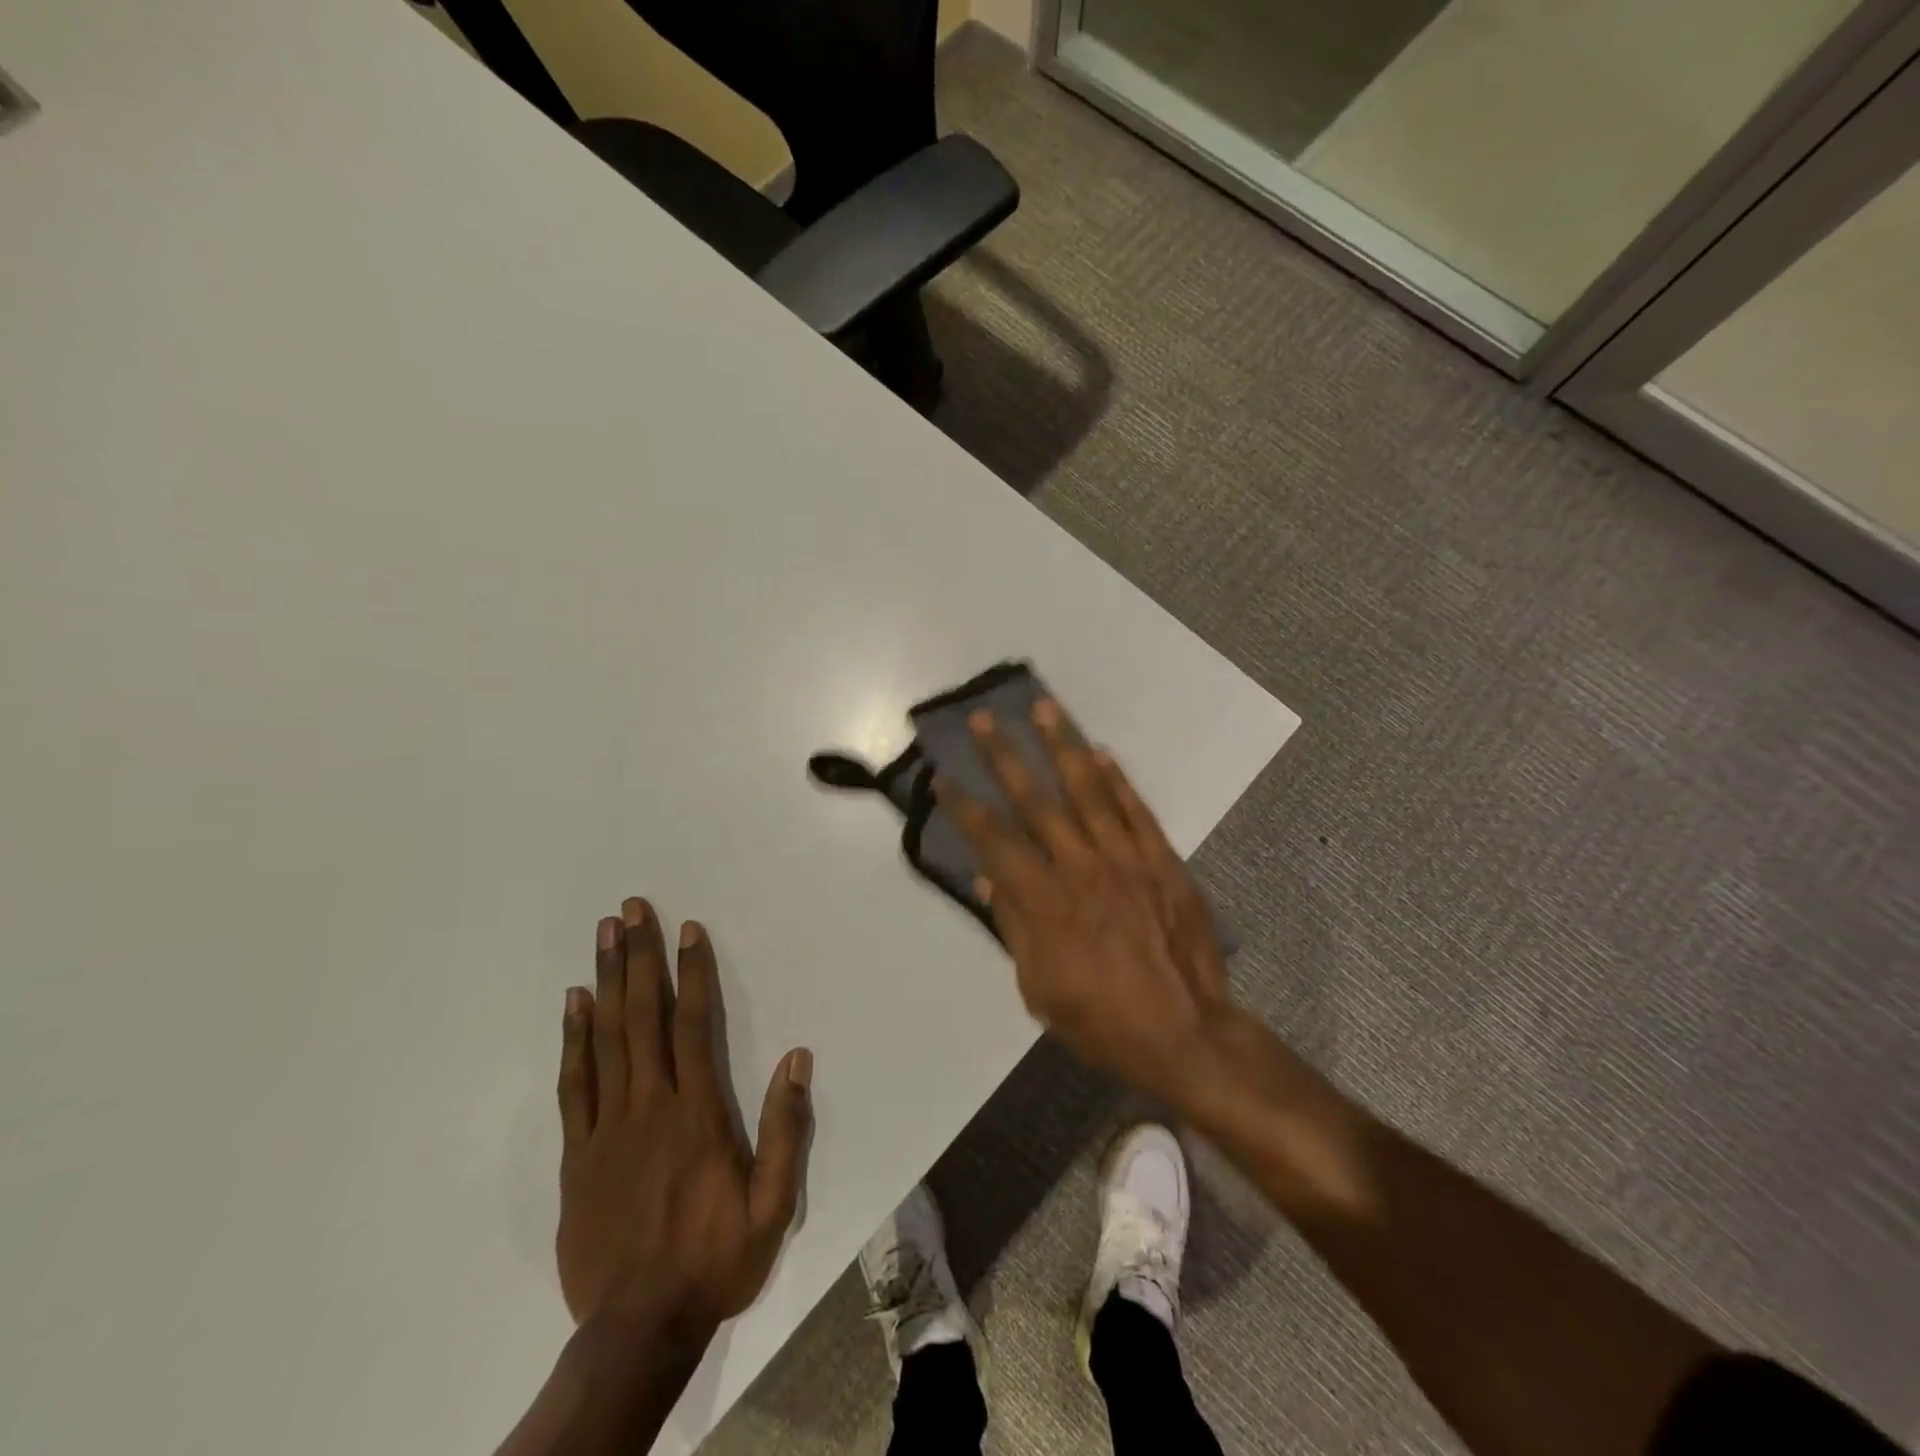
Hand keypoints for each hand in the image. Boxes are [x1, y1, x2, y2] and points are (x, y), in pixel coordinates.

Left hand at [555, 898, 812, 1338]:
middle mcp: (650, 1106)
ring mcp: (607, 1128)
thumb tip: (797, 1058)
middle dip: (639, 957)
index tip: (688, 930)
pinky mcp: (576, 1155)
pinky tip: (573, 1004)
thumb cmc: (715, 1260)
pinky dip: (573, 1039)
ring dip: (605, 980)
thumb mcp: (772, 1205)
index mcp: (697, 1113)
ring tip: (604, 935)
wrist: (638, 1330)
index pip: (694, 1025)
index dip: (692, 973)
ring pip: (606, 1038)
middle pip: (643, 1017)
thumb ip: (786, 1129)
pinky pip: (573, 1085)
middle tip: (632, 909)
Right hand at [936, 701, 1231, 1104]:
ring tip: (1044, 708)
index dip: (965, 806)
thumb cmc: (1102, 1020)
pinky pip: (1136, 810)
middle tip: (985, 718)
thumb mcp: (1039, 987)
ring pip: (1089, 790)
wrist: (1186, 1034)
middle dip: (1006, 756)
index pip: (994, 840)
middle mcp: (1080, 866)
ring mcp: (1127, 858)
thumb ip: (1015, 926)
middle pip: (1036, 800)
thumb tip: (990, 878)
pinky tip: (1102, 752)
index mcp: (1044, 900)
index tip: (945, 776)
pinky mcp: (1163, 861)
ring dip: (1063, 745)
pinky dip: (1118, 780)